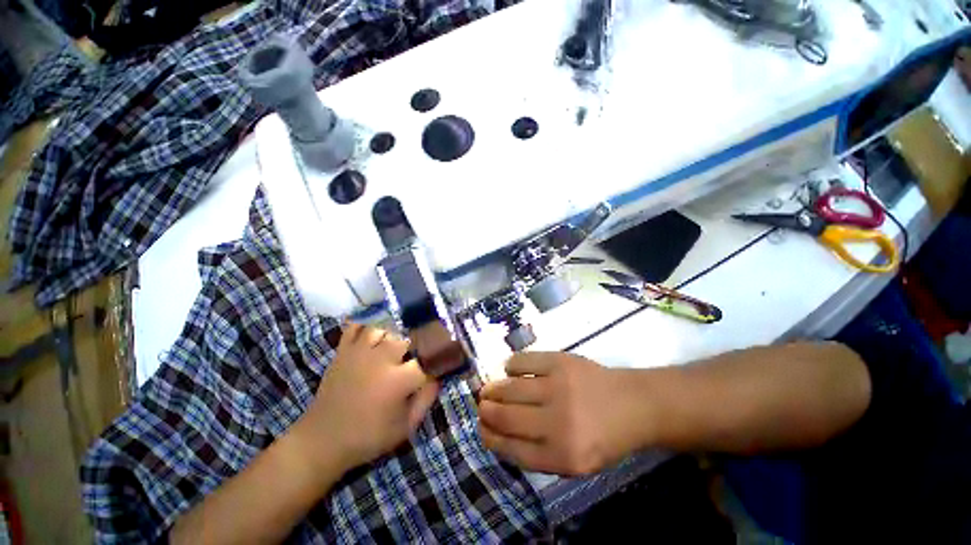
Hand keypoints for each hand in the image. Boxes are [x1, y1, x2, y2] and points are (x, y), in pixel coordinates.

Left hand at [290, 323, 438, 477]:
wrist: (322, 441)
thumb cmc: (368, 437)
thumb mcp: (405, 427)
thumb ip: (426, 400)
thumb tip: (437, 377)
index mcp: (399, 380)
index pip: (426, 360)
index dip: (433, 364)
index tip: (433, 369)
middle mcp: (381, 360)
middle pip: (406, 339)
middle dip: (413, 349)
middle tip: (411, 361)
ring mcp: (360, 352)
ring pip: (384, 328)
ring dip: (391, 337)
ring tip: (391, 350)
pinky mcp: (343, 351)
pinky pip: (356, 328)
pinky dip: (365, 327)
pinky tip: (372, 336)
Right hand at [478, 352, 648, 475]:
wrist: (633, 404)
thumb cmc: (604, 437)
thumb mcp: (575, 462)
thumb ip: (537, 454)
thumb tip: (498, 434)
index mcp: (562, 456)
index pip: (511, 448)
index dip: (490, 438)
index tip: (480, 428)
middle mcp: (558, 423)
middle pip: (506, 417)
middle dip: (486, 411)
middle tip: (481, 405)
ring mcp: (558, 387)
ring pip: (510, 388)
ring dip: (493, 388)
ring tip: (487, 388)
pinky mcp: (560, 362)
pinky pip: (523, 362)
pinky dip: (510, 365)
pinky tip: (509, 369)